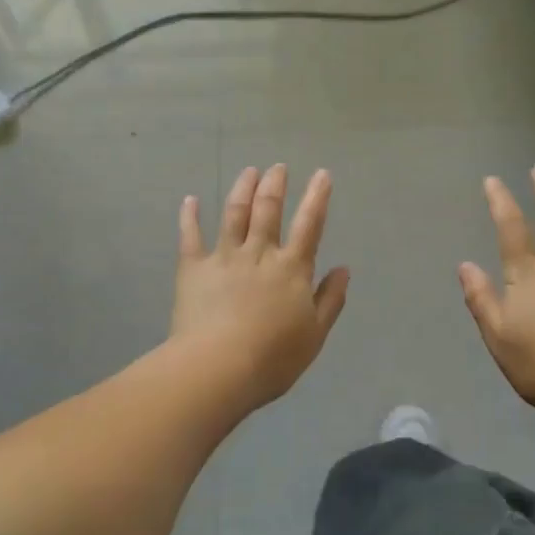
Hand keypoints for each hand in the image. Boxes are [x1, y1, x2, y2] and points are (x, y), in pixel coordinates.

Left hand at [173, 165, 350, 411]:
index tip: (322, 174)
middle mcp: (259, 253)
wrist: (219, 367)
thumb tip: (344, 269)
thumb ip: (330, 299)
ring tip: (249, 171)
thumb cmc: (273, 357)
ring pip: (234, 213)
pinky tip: (191, 200)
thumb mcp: (315, 334)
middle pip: (268, 209)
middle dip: (275, 185)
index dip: (317, 197)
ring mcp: (224, 257)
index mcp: (292, 268)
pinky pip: (191, 236)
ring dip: (242, 189)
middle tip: (278, 167)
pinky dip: (190, 216)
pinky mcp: (194, 268)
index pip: (309, 225)